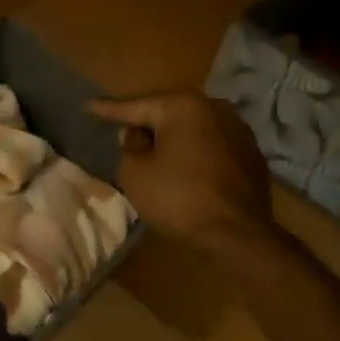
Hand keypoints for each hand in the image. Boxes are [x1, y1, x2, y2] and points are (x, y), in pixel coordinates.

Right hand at [89, 90, 274, 252]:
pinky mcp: (250, 153)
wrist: (238, 233)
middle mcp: (214, 108)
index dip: (108, 109)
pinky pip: (210, 144)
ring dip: (171, 136)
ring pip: (191, 127)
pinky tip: (183, 165)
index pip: (135, 106)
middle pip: (167, 112)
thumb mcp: (134, 172)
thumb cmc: (178, 198)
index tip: (89, 106)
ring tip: (152, 147)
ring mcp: (238, 129)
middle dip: (144, 121)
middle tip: (120, 127)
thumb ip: (129, 146)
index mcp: (182, 107)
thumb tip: (138, 135)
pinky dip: (193, 150)